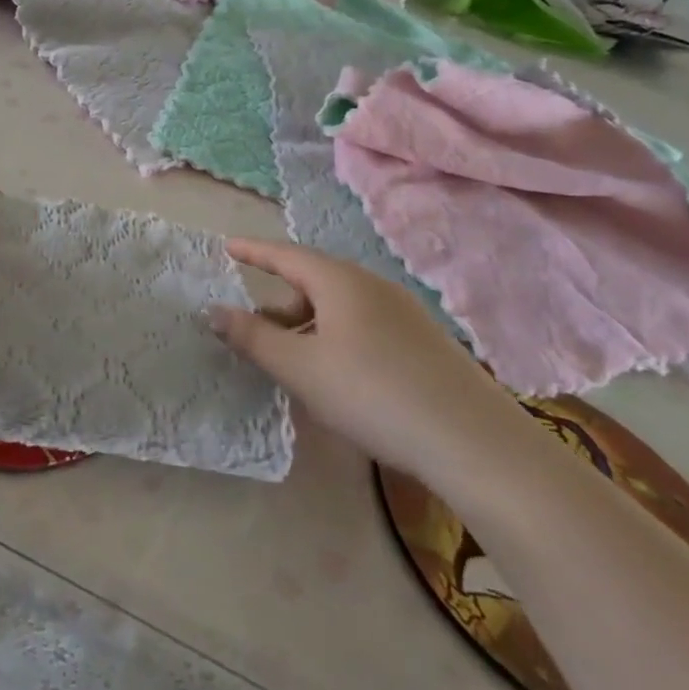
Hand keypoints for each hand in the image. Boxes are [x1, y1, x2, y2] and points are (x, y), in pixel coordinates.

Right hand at [213, 238, 527, 485]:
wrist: (474, 442)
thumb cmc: (372, 394)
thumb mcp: (300, 368)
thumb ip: (253, 337)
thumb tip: (214, 310)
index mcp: (340, 281)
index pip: (285, 255)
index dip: (253, 251)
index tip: (227, 247)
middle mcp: (373, 285)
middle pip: (314, 281)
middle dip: (280, 300)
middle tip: (256, 328)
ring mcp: (405, 312)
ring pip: (341, 306)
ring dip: (308, 323)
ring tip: (295, 360)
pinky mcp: (425, 342)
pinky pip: (365, 325)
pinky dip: (337, 337)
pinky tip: (340, 377)